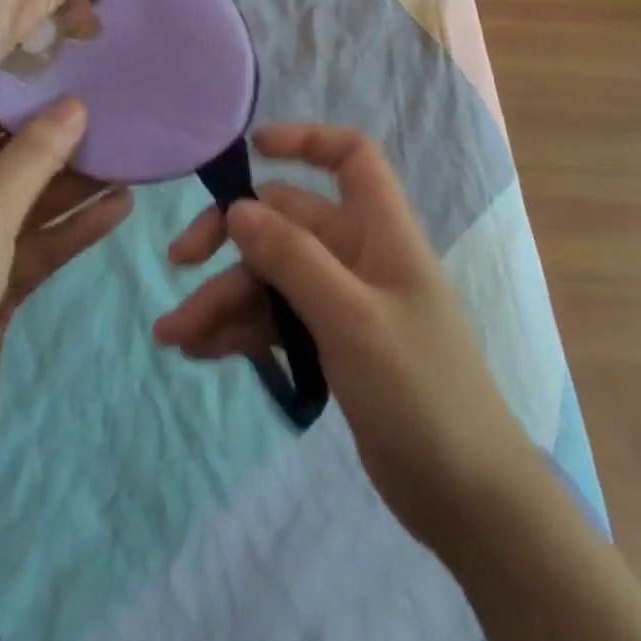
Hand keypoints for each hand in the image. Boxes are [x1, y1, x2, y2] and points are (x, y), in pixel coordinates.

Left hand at [0, 97, 132, 503]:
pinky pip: (33, 248)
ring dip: (72, 189)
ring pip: (25, 207)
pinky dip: (70, 231)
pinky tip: (118, 209)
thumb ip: (31, 159)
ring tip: (129, 161)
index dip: (23, 100)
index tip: (77, 80)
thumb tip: (74, 105)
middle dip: (57, 146)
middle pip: (3, 163)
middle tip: (116, 120)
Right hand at [153, 124, 534, 551]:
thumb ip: (293, 259)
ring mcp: (342, 303)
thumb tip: (237, 208)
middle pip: (286, 222)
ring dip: (223, 298)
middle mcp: (359, 256)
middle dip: (231, 239)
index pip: (351, 158)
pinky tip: (200, 352)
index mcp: (380, 232)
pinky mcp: (330, 346)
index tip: (251, 150)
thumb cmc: (420, 391)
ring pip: (271, 278)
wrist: (467, 499)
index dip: (306, 140)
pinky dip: (239, 331)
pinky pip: (275, 320)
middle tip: (180, 262)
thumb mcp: (352, 318)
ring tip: (174, 336)